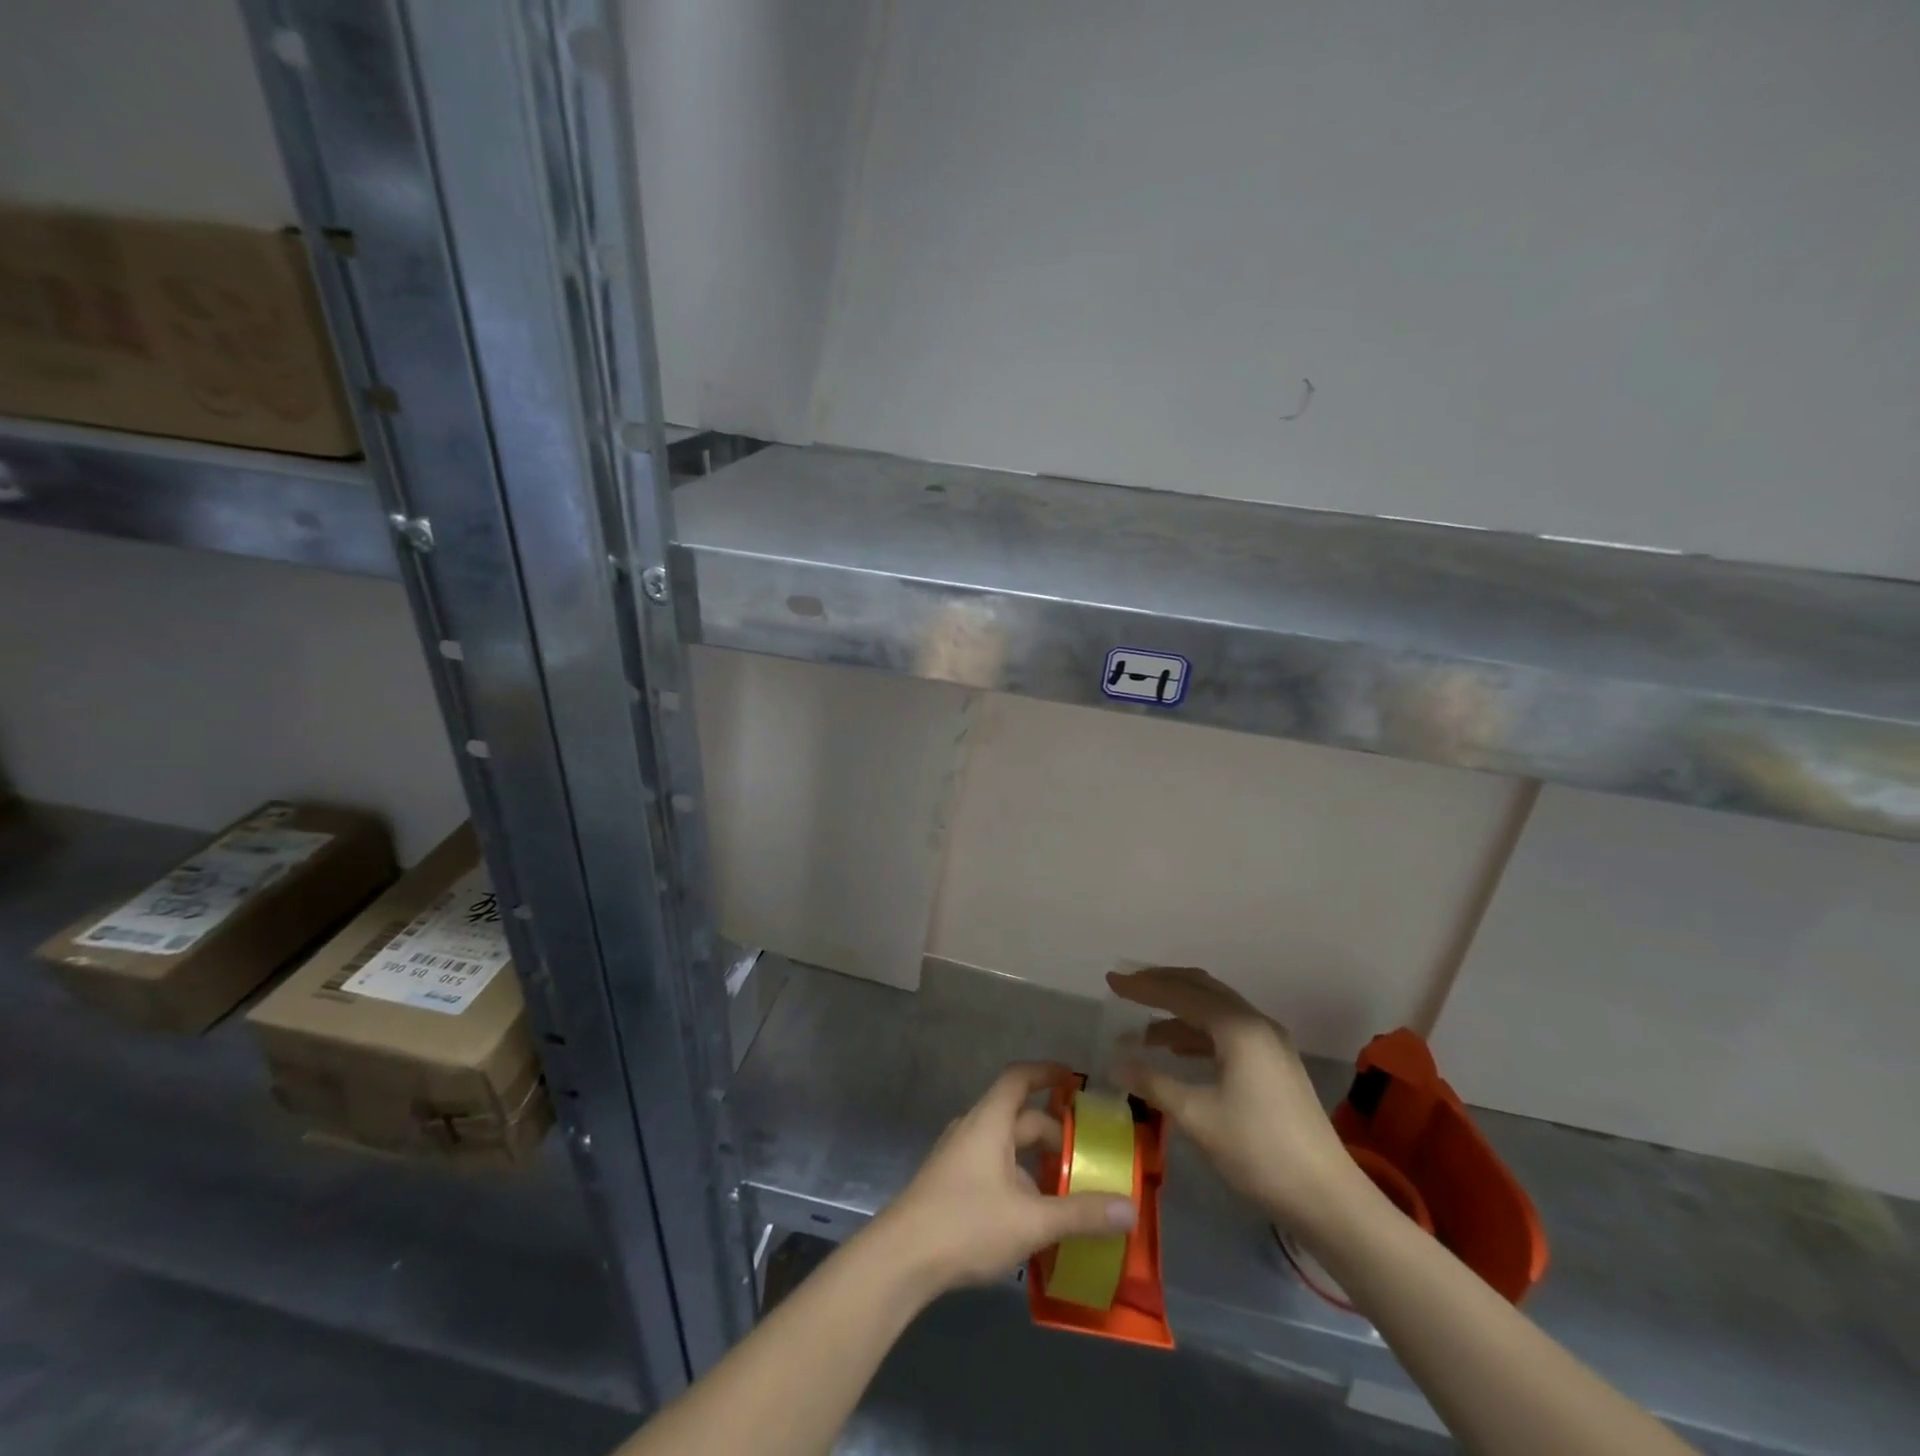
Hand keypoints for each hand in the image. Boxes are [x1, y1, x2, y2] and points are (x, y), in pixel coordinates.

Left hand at [870, 1062, 1137, 1298]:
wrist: (901, 1258)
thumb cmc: (967, 1224)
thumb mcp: (1031, 1221)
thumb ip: (1081, 1214)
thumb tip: (1130, 1208)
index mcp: (990, 1121)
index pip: (1019, 1078)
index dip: (1047, 1073)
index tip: (1075, 1081)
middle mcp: (973, 1129)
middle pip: (1019, 1118)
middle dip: (1053, 1134)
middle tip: (1087, 1158)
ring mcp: (958, 1157)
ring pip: (1006, 1148)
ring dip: (1036, 1164)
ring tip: (1067, 1192)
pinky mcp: (950, 1184)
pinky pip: (993, 1169)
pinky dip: (1018, 1182)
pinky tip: (1034, 1219)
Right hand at [1108, 967, 1371, 1241]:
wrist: (1327, 1197)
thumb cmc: (1258, 1151)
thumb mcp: (1196, 1116)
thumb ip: (1152, 1082)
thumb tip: (1114, 1061)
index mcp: (1237, 1027)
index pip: (1180, 993)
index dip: (1142, 986)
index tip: (1111, 980)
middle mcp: (1255, 1023)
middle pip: (1201, 988)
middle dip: (1161, 985)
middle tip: (1126, 988)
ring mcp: (1269, 1042)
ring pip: (1215, 1009)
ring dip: (1178, 1012)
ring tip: (1142, 1028)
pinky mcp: (1274, 1063)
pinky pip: (1227, 1030)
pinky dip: (1197, 1031)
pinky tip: (1176, 1049)